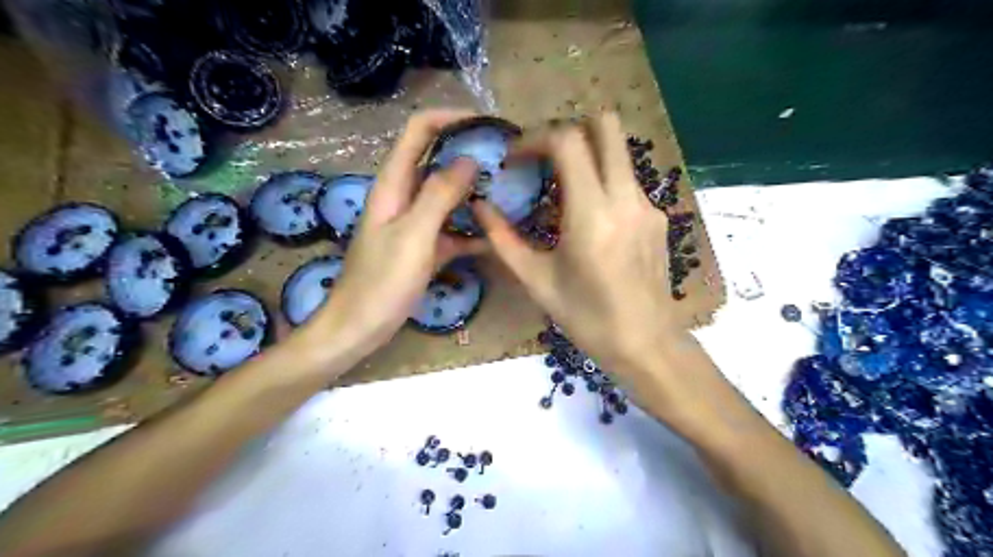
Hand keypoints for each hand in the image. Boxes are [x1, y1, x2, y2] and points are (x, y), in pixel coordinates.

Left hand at [304, 109, 486, 360]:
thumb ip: (439, 195)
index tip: (487, 125)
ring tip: (509, 195)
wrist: (359, 327)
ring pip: (447, 197)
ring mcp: (414, 223)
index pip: (419, 131)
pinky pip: (451, 230)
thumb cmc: (382, 281)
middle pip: (437, 161)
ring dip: (474, 194)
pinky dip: (471, 230)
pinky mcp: (423, 248)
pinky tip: (496, 237)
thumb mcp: (414, 235)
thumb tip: (468, 160)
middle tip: (507, 162)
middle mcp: (403, 197)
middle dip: (469, 155)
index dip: (450, 119)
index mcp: (393, 184)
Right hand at [470, 113, 674, 380]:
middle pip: (606, 126)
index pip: (568, 141)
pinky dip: (602, 183)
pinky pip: (626, 181)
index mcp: (592, 215)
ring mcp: (647, 205)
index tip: (515, 160)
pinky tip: (589, 220)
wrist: (645, 343)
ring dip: (587, 157)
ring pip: (618, 152)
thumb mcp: (536, 280)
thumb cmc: (586, 317)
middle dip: (569, 129)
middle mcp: (625, 198)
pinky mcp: (657, 217)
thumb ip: (503, 239)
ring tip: (561, 191)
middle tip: (543, 158)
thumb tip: (479, 206)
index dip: (535, 138)